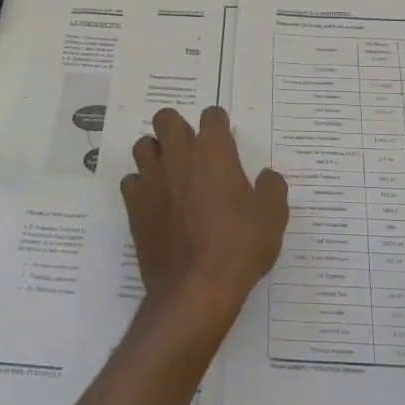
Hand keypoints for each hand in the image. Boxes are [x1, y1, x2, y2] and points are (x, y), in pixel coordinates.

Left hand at [119, 107, 289, 332]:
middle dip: (177, 126)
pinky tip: (155, 200)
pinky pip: (131, 182)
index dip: (219, 123)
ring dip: (156, 152)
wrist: (197, 288)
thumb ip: (272, 188)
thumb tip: (267, 176)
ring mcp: (152, 180)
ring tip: (170, 172)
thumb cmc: (240, 246)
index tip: (225, 138)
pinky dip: (141, 185)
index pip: (211, 116)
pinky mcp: (134, 206)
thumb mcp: (273, 217)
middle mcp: (178, 156)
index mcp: (214, 151)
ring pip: (143, 146)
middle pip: (166, 119)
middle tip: (192, 149)